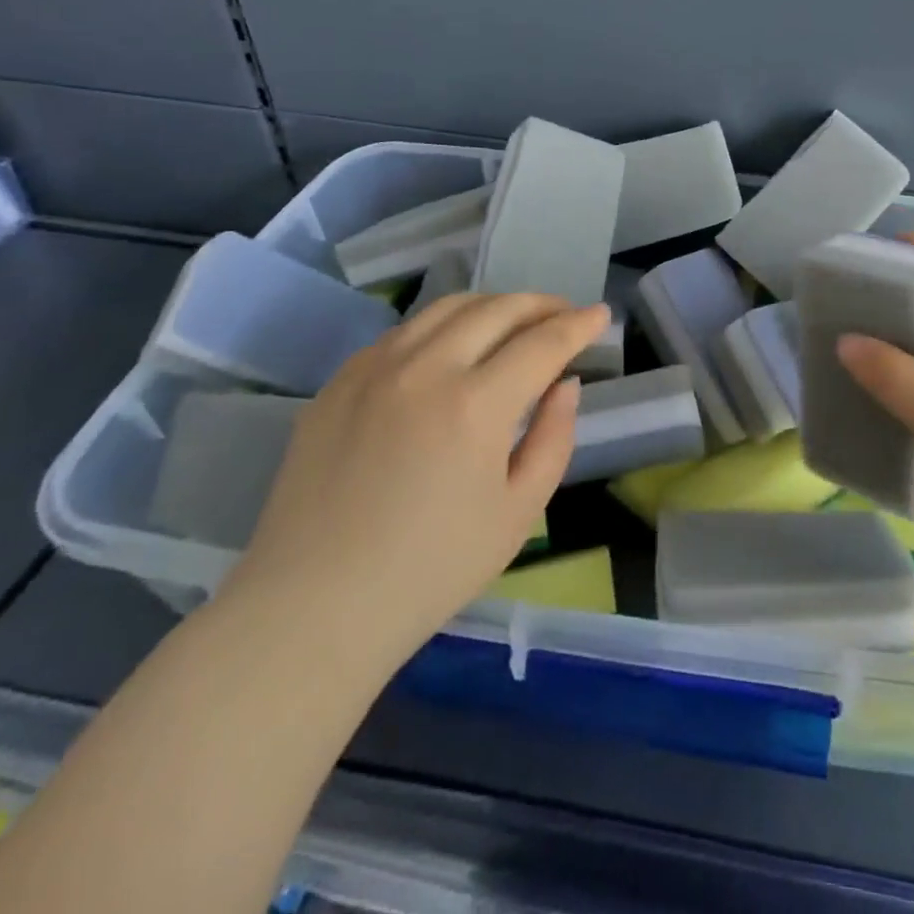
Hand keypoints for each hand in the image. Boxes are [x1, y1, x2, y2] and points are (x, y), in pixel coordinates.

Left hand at [220, 292, 609, 666]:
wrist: (313, 608)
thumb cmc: (431, 571)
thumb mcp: (519, 513)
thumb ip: (554, 438)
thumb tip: (564, 384)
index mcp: (475, 405)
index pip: (542, 342)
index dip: (579, 324)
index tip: (600, 314)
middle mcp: (425, 368)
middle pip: (497, 309)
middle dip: (541, 304)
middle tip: (564, 313)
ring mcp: (373, 369)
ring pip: (446, 307)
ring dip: (493, 305)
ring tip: (514, 321)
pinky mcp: (338, 382)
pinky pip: (403, 332)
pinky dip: (443, 325)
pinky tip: (452, 348)